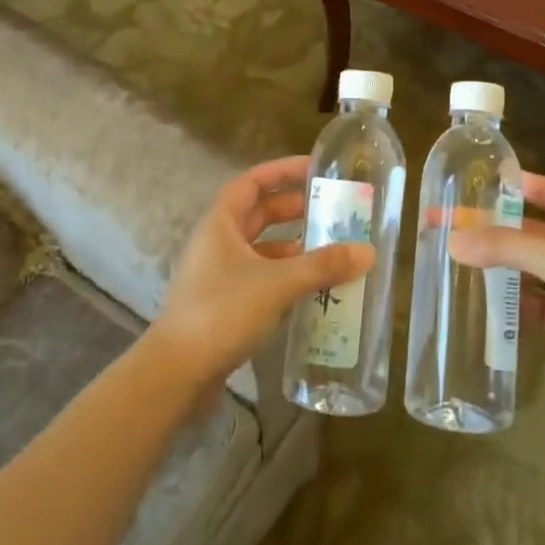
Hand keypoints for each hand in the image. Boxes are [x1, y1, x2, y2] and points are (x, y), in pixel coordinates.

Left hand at [151, 156, 374, 386]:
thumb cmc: (222, 312)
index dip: (283, 171)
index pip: (253, 182)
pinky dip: (284, 277)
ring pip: (260, 249)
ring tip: (328, 250)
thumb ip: (323, 266)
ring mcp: (218, 275)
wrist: (176, 374)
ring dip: (291, 246)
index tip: (315, 169)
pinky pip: (260, 279)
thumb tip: (368, 252)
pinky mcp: (223, 306)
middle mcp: (217, 243)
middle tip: (329, 210)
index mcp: (221, 223)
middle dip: (293, 209)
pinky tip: (310, 289)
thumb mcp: (278, 283)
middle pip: (258, 214)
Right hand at [448, 172, 544, 406]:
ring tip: (461, 259)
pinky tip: (486, 301)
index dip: (518, 185)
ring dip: (503, 265)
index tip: (481, 181)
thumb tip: (453, 240)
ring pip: (533, 268)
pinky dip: (515, 302)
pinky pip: (538, 304)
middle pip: (534, 232)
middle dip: (497, 229)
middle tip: (455, 225)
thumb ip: (504, 246)